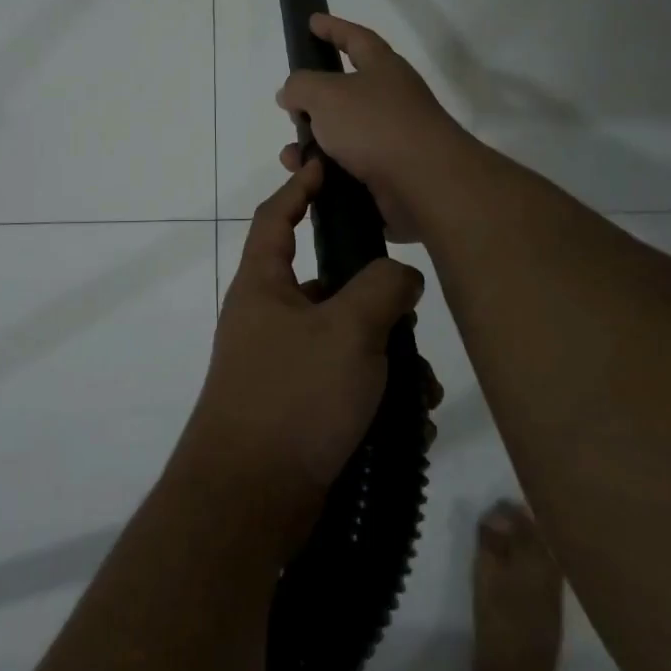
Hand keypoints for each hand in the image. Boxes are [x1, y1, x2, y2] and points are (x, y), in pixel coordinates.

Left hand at [180, 159, 426, 551]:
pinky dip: (380, 400)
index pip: (277, 218)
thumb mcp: (347, 330)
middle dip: (378, 303)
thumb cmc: (293, 396)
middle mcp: (270, 319)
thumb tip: (400, 277)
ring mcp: (284, 367)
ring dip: (390, 362)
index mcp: (264, 286)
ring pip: (350, 343)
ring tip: (420, 395)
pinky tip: (408, 428)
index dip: (300, 188)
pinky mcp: (301, 410)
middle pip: (331, 286)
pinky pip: (349, 388)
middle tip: (412, 319)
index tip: (326, 168)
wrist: (249, 502)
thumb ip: (381, 288)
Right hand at [276, 13, 475, 241]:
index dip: (333, 28)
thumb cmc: (375, 125)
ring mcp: (391, 139)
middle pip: (343, 93)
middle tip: (290, 110)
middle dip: (312, 102)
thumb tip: (292, 94)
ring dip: (311, 145)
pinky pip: (347, 169)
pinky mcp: (388, 175)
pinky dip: (325, 173)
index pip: (355, 38)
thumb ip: (300, 86)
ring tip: (292, 158)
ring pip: (340, 136)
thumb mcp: (326, 94)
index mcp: (382, 68)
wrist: (425, 184)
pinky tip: (310, 181)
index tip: (312, 21)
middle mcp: (390, 100)